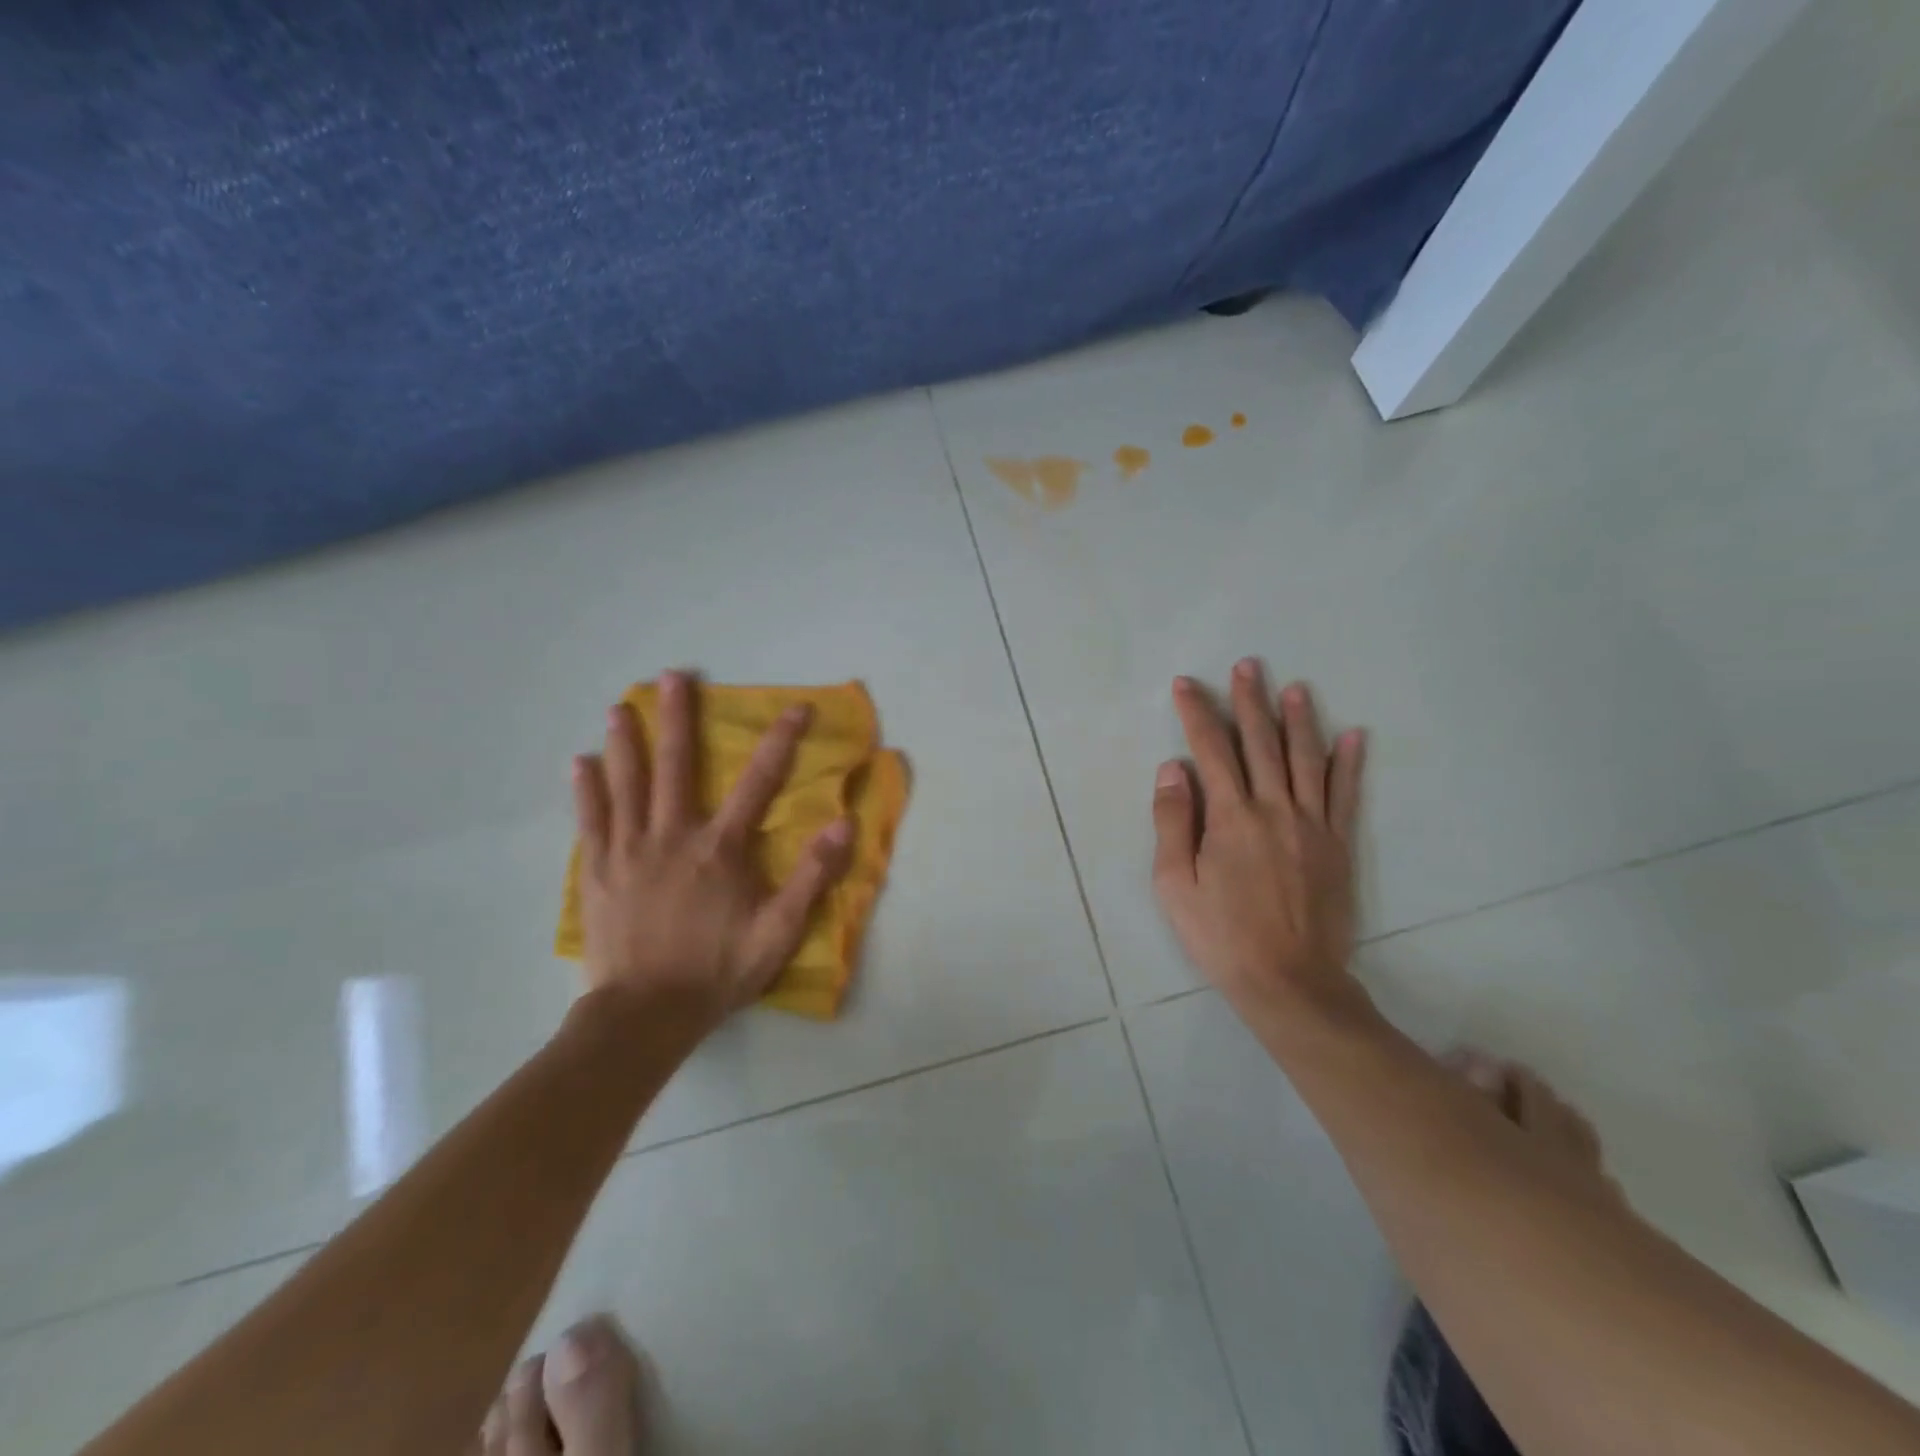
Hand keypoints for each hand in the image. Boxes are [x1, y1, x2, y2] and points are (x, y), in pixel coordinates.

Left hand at [570, 671, 852, 1028]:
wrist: (646, 1014)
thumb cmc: (717, 971)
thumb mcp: (779, 930)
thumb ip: (812, 876)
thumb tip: (844, 824)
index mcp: (720, 848)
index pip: (758, 782)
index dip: (781, 741)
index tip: (796, 708)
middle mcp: (673, 836)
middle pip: (676, 766)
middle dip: (677, 718)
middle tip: (674, 676)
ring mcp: (629, 851)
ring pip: (626, 784)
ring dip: (625, 742)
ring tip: (619, 707)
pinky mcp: (598, 872)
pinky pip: (590, 821)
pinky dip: (586, 789)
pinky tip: (580, 763)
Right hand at [1151, 660, 1367, 1021]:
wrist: (1289, 981)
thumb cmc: (1221, 935)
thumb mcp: (1175, 884)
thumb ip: (1173, 822)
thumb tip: (1174, 768)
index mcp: (1231, 817)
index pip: (1211, 750)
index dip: (1198, 713)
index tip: (1187, 684)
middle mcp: (1274, 809)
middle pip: (1261, 744)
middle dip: (1250, 702)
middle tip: (1248, 666)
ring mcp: (1312, 826)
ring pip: (1306, 760)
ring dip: (1299, 720)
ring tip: (1295, 687)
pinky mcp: (1337, 846)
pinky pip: (1345, 796)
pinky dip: (1349, 764)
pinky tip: (1354, 736)